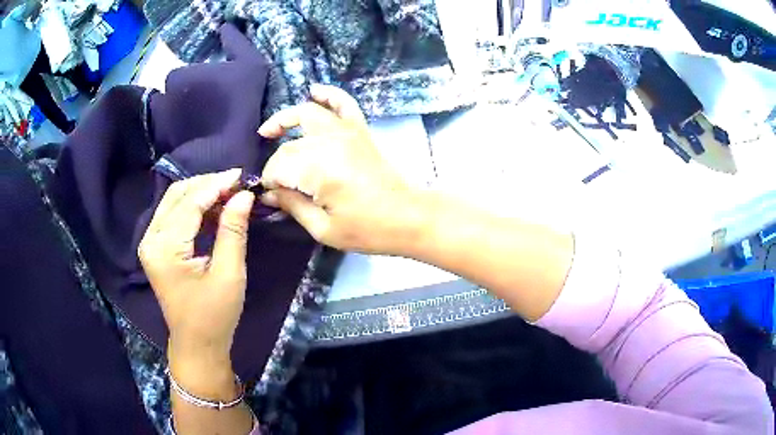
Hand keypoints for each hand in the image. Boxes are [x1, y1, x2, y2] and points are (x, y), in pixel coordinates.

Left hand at [138, 169, 254, 368]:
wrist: (197, 344)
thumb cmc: (214, 316)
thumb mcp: (229, 274)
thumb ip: (233, 231)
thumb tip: (244, 195)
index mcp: (165, 248)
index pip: (190, 203)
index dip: (217, 185)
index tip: (242, 175)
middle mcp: (151, 239)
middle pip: (177, 195)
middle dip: (208, 184)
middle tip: (237, 184)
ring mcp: (150, 242)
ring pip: (174, 201)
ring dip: (201, 194)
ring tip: (229, 195)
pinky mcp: (156, 247)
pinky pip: (174, 215)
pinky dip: (194, 208)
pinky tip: (214, 210)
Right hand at [258, 84, 421, 253]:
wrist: (408, 216)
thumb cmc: (367, 229)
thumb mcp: (323, 229)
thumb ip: (292, 206)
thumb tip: (269, 194)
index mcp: (319, 169)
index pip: (279, 166)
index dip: (269, 181)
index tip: (268, 196)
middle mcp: (330, 142)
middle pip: (290, 145)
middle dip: (276, 163)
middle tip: (274, 183)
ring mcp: (347, 131)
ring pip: (308, 114)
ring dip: (285, 119)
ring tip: (268, 131)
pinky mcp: (360, 129)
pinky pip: (343, 103)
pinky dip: (328, 94)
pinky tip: (314, 91)